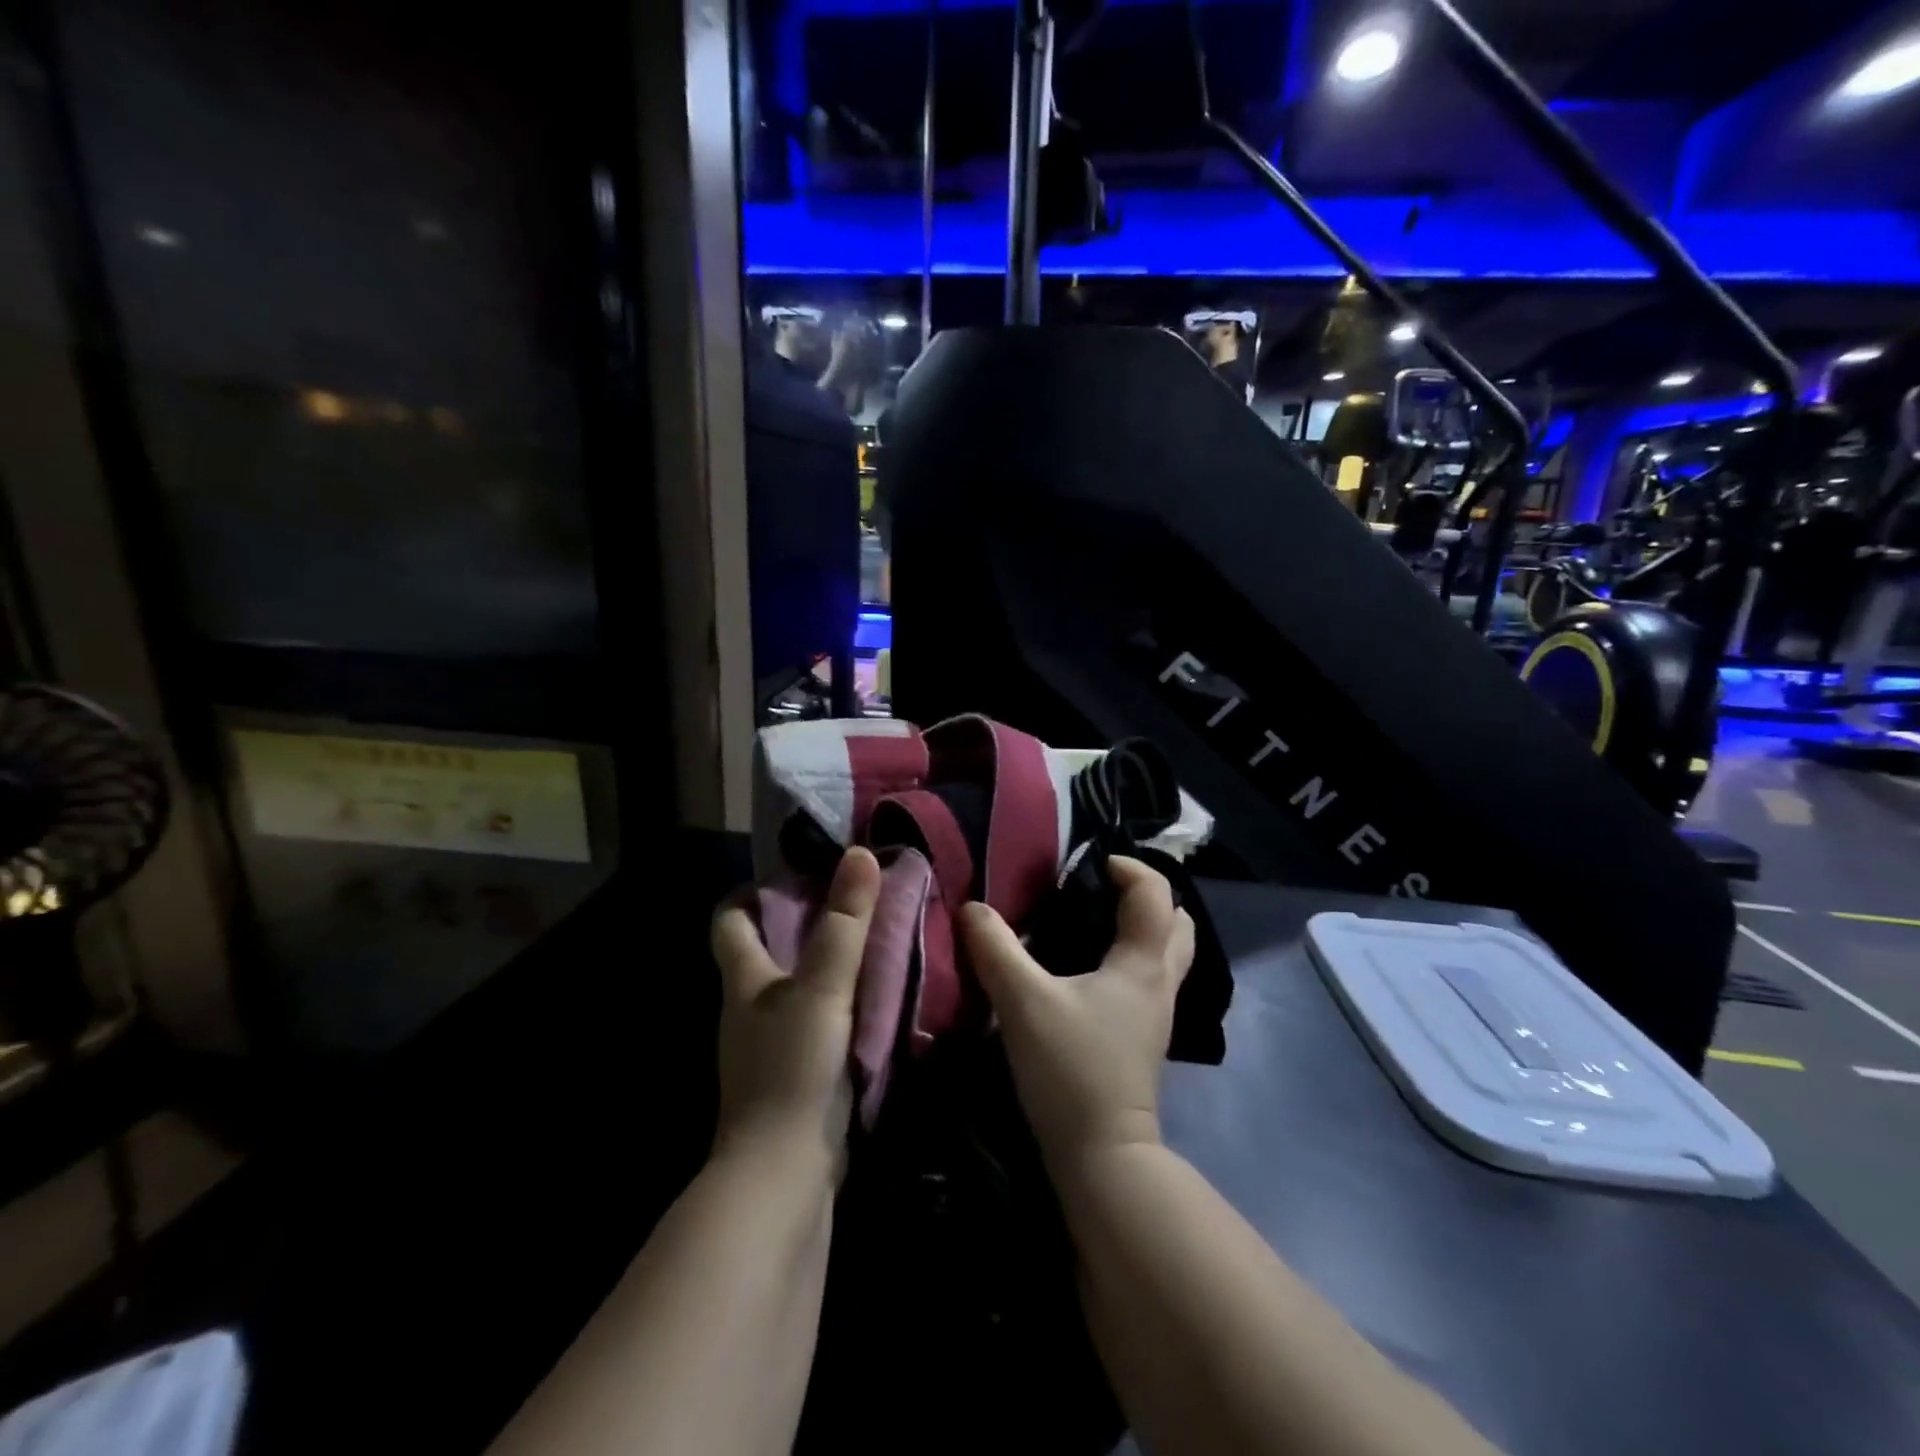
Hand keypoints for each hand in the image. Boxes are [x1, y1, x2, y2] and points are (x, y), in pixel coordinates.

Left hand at [710, 847, 880, 1181]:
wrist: (783, 1175)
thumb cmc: (793, 1068)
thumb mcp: (823, 988)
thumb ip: (845, 924)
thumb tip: (861, 854)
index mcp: (744, 979)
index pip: (730, 919)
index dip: (755, 891)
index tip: (800, 872)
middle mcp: (751, 1006)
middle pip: (768, 948)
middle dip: (807, 920)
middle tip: (857, 899)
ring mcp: (772, 1043)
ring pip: (798, 985)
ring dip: (829, 961)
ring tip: (876, 939)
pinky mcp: (797, 1073)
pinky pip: (819, 1019)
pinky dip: (842, 1001)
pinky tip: (877, 996)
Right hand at [959, 858, 1194, 1170]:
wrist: (1102, 1155)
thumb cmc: (1070, 1069)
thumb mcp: (1023, 1002)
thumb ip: (996, 949)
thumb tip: (973, 908)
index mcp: (1142, 963)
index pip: (1157, 894)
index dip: (1131, 868)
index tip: (1092, 863)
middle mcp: (1160, 982)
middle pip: (1177, 923)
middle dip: (1147, 896)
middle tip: (1102, 889)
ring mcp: (1156, 1013)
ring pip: (1168, 954)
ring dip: (1144, 928)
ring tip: (1096, 921)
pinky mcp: (1143, 1036)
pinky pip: (1150, 978)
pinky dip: (1132, 958)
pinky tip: (1092, 968)